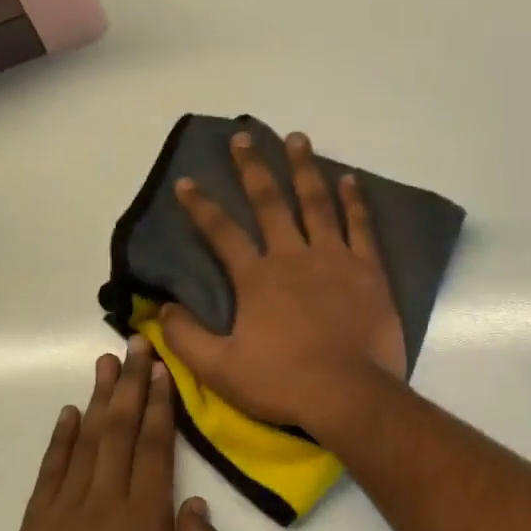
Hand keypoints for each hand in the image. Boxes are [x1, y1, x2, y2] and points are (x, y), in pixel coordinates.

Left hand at [0, 341, 218, 530]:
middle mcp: (104, 505)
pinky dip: (60, 441)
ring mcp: (65, 515)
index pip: (153, 448)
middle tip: (134, 344)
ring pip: (85, 444)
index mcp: (144, 521)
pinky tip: (69, 415)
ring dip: (98, 400)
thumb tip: (197, 505)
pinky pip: (50, 475)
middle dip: (130, 385)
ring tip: (105, 363)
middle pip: (119, 432)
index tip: (161, 368)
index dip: (159, 405)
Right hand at [162, 131, 405, 435]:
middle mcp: (293, 256)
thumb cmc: (283, 382)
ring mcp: (334, 259)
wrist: (349, 394)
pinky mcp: (368, 270)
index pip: (221, 233)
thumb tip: (163, 308)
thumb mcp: (220, 369)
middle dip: (253, 168)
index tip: (186, 182)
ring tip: (297, 138)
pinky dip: (354, 201)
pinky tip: (348, 178)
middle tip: (245, 137)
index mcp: (257, 278)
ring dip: (304, 169)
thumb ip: (186, 337)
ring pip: (317, 203)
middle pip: (270, 203)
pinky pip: (360, 226)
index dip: (200, 206)